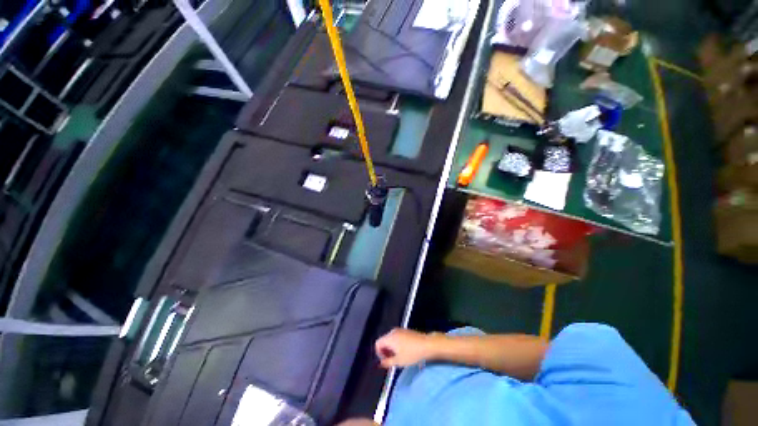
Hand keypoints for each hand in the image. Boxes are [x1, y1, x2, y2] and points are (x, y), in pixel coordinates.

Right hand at [375, 328, 437, 367]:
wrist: (427, 345)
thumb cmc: (412, 354)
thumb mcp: (398, 361)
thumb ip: (387, 362)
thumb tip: (379, 364)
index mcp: (390, 337)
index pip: (377, 343)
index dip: (379, 353)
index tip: (385, 361)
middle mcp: (393, 331)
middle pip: (383, 341)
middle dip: (385, 351)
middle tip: (391, 360)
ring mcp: (399, 330)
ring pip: (390, 339)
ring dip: (391, 348)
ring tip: (398, 357)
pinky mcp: (405, 331)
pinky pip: (396, 337)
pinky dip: (396, 344)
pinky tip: (404, 351)